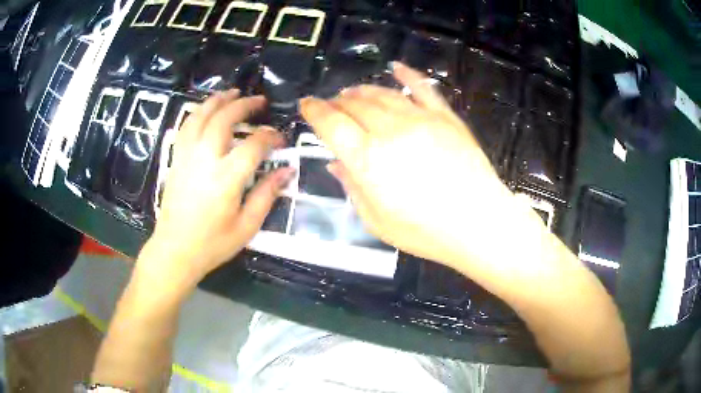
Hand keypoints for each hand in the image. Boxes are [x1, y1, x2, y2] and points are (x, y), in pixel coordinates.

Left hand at [141, 90, 294, 288]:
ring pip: (200, 116)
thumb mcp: (247, 226)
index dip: (270, 137)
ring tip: (232, 93)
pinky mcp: (176, 160)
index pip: (253, 145)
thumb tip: (287, 171)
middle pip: (224, 119)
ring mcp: (186, 157)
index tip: (280, 138)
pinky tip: (205, 110)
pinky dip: (197, 113)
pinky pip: (185, 127)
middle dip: (244, 105)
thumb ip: (266, 195)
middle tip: (259, 101)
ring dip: (217, 101)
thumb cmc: (213, 244)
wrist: (175, 250)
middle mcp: (205, 160)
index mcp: (226, 179)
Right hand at [300, 63, 533, 268]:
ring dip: (363, 91)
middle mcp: (390, 130)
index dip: (314, 111)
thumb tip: (337, 162)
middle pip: (355, 104)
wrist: (479, 224)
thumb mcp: (376, 221)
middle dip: (337, 102)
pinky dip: (407, 74)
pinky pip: (423, 88)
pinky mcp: (446, 117)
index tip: (306, 105)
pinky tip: (396, 67)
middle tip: (331, 106)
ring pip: (383, 93)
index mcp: (368, 159)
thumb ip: (353, 187)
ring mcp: (421, 119)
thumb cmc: (425, 232)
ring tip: (352, 93)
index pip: (331, 123)